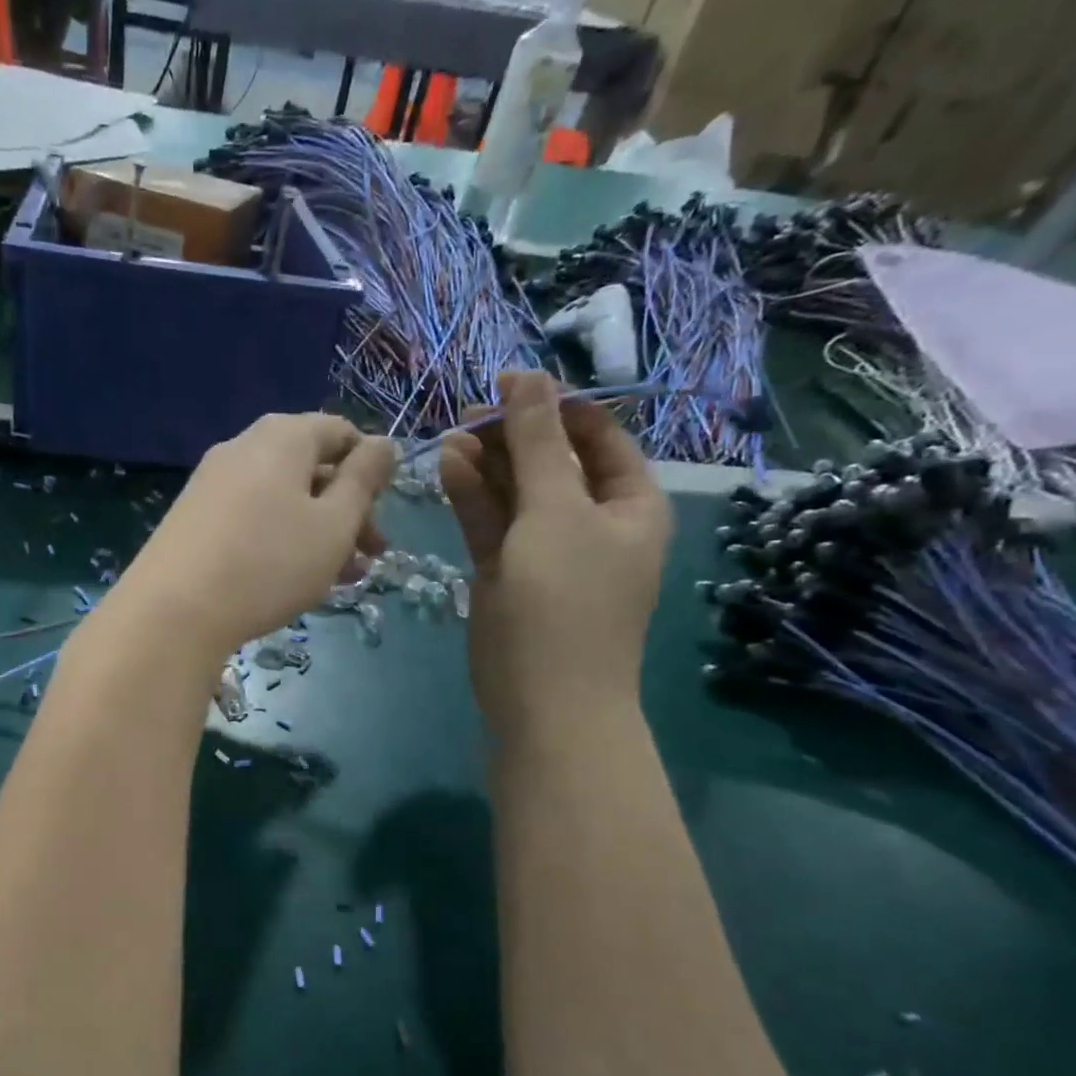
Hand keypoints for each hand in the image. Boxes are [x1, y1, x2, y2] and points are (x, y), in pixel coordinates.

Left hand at [112, 413, 394, 662]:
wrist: (172, 612)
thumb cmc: (269, 563)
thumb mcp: (334, 524)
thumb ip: (363, 480)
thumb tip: (382, 443)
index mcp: (283, 436)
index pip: (342, 433)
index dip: (370, 470)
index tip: (383, 514)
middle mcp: (244, 447)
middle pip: (312, 468)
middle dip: (348, 511)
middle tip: (370, 555)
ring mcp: (212, 483)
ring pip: (283, 500)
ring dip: (319, 533)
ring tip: (342, 579)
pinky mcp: (194, 518)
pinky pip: (252, 518)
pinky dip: (281, 541)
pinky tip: (294, 581)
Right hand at [440, 372, 670, 740]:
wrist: (545, 699)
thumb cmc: (565, 599)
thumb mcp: (556, 511)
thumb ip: (537, 443)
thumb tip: (527, 376)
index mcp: (628, 502)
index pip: (595, 434)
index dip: (552, 405)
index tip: (504, 383)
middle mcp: (590, 519)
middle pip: (549, 459)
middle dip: (511, 434)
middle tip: (466, 412)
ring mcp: (545, 547)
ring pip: (513, 490)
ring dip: (484, 462)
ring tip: (449, 436)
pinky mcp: (507, 571)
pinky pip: (491, 521)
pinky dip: (471, 495)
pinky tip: (447, 467)